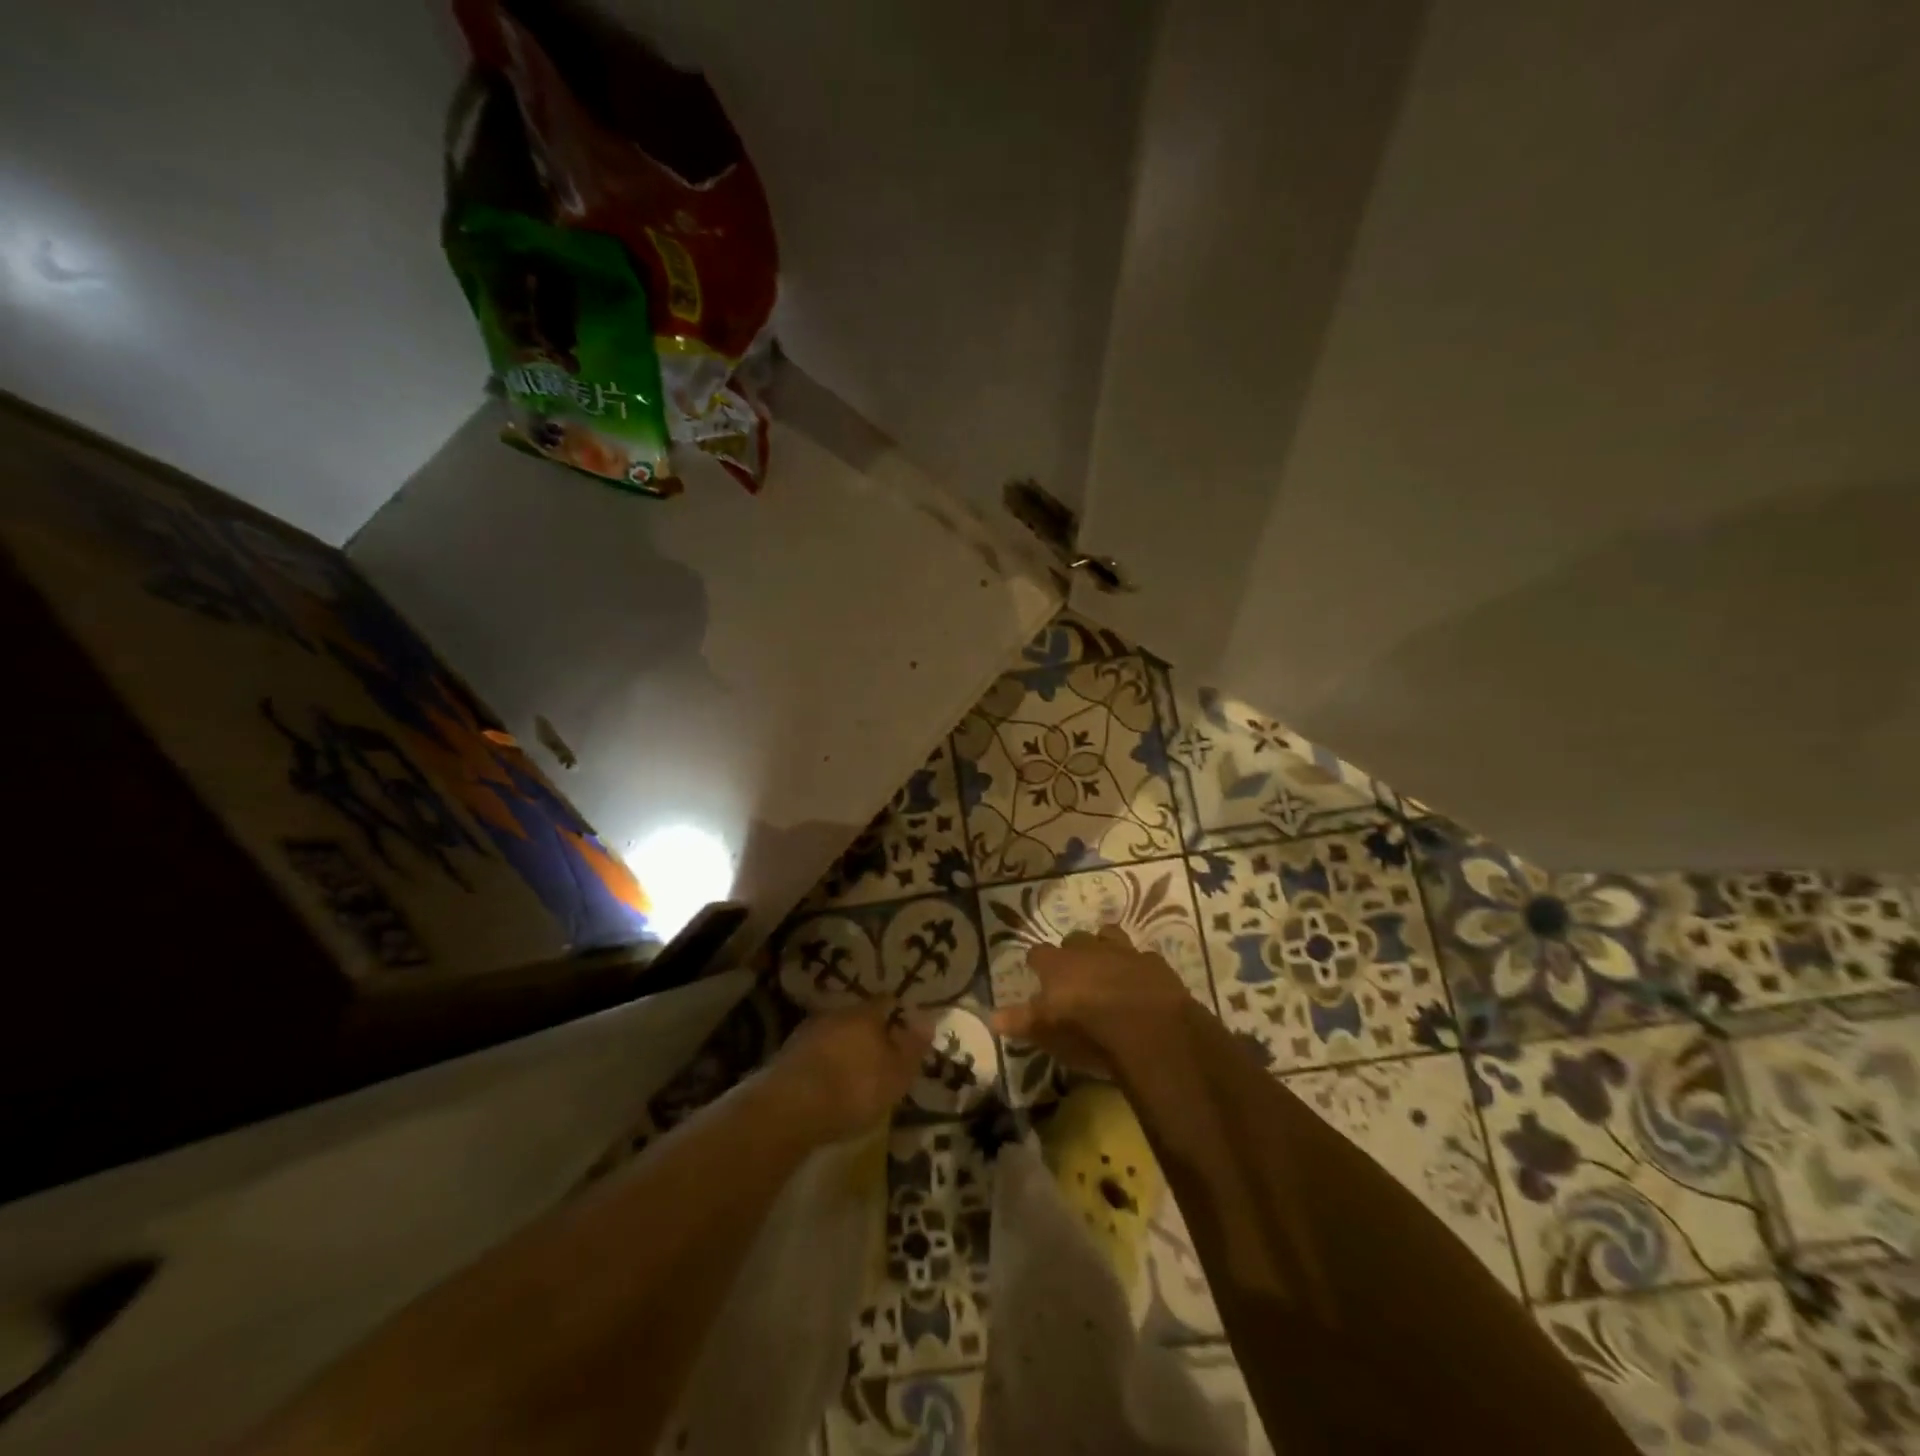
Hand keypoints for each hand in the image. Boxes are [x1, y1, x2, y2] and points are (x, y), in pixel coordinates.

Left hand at [756, 1001, 932, 1144]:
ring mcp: (808, 1032)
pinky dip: (824, 1063)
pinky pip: (816, 1053)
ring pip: (835, 1034)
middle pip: (858, 1018)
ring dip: (844, 1048)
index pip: (887, 1002)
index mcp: (866, 1014)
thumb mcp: (896, 1074)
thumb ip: (912, 1047)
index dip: (897, 1014)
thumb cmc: (854, 1088)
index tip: (904, 1029)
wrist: (790, 1108)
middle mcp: (836, 1014)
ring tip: (853, 1072)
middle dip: (869, 1033)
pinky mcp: (787, 1055)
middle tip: (880, 1055)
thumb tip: (928, 1020)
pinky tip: (828, 1083)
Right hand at [991, 924, 1193, 1075]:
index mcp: (1058, 965)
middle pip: (1074, 939)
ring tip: (1106, 967)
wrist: (1148, 1028)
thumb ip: (1020, 1021)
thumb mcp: (1047, 1032)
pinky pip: (1143, 957)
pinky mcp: (1155, 963)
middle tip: (1074, 973)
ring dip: (1105, 948)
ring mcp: (1124, 952)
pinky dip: (1139, 967)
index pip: (1038, 954)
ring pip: (1109, 936)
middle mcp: (1088, 950)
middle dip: (1073, 952)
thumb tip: (992, 1017)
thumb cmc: (1088, 1031)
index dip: (1037, 963)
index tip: (1036, 971)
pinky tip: (1141, 981)